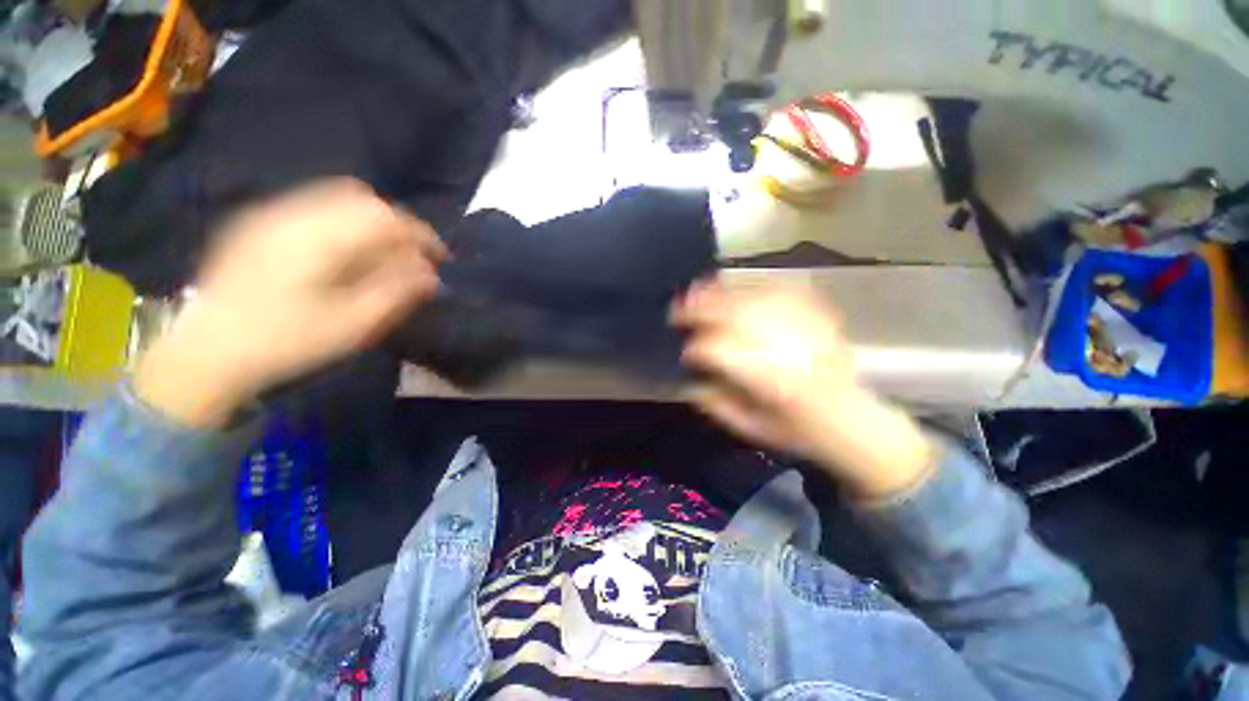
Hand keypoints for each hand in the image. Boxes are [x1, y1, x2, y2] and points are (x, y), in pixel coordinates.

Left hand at [136, 179, 445, 427]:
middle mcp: (292, 214)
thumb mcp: (352, 324)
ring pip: (337, 198)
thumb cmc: (285, 342)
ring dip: (371, 222)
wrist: (206, 352)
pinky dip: (344, 222)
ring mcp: (270, 215)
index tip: (440, 257)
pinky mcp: (259, 224)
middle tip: (411, 256)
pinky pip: (314, 206)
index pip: (383, 216)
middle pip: (361, 199)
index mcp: (316, 239)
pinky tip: (346, 253)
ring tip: (383, 255)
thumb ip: (395, 292)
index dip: (420, 233)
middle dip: (396, 224)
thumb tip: (430, 273)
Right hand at [672, 280, 935, 500]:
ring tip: (699, 290)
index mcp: (770, 380)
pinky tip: (737, 287)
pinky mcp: (816, 315)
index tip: (685, 352)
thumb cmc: (798, 430)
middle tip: (677, 308)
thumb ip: (716, 404)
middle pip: (734, 315)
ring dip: (721, 292)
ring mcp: (803, 326)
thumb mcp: (752, 429)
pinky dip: (754, 285)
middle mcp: (786, 347)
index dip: (696, 349)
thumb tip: (689, 381)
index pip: (721, 352)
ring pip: (754, 297)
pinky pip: (781, 289)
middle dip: (700, 309)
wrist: (852, 420)